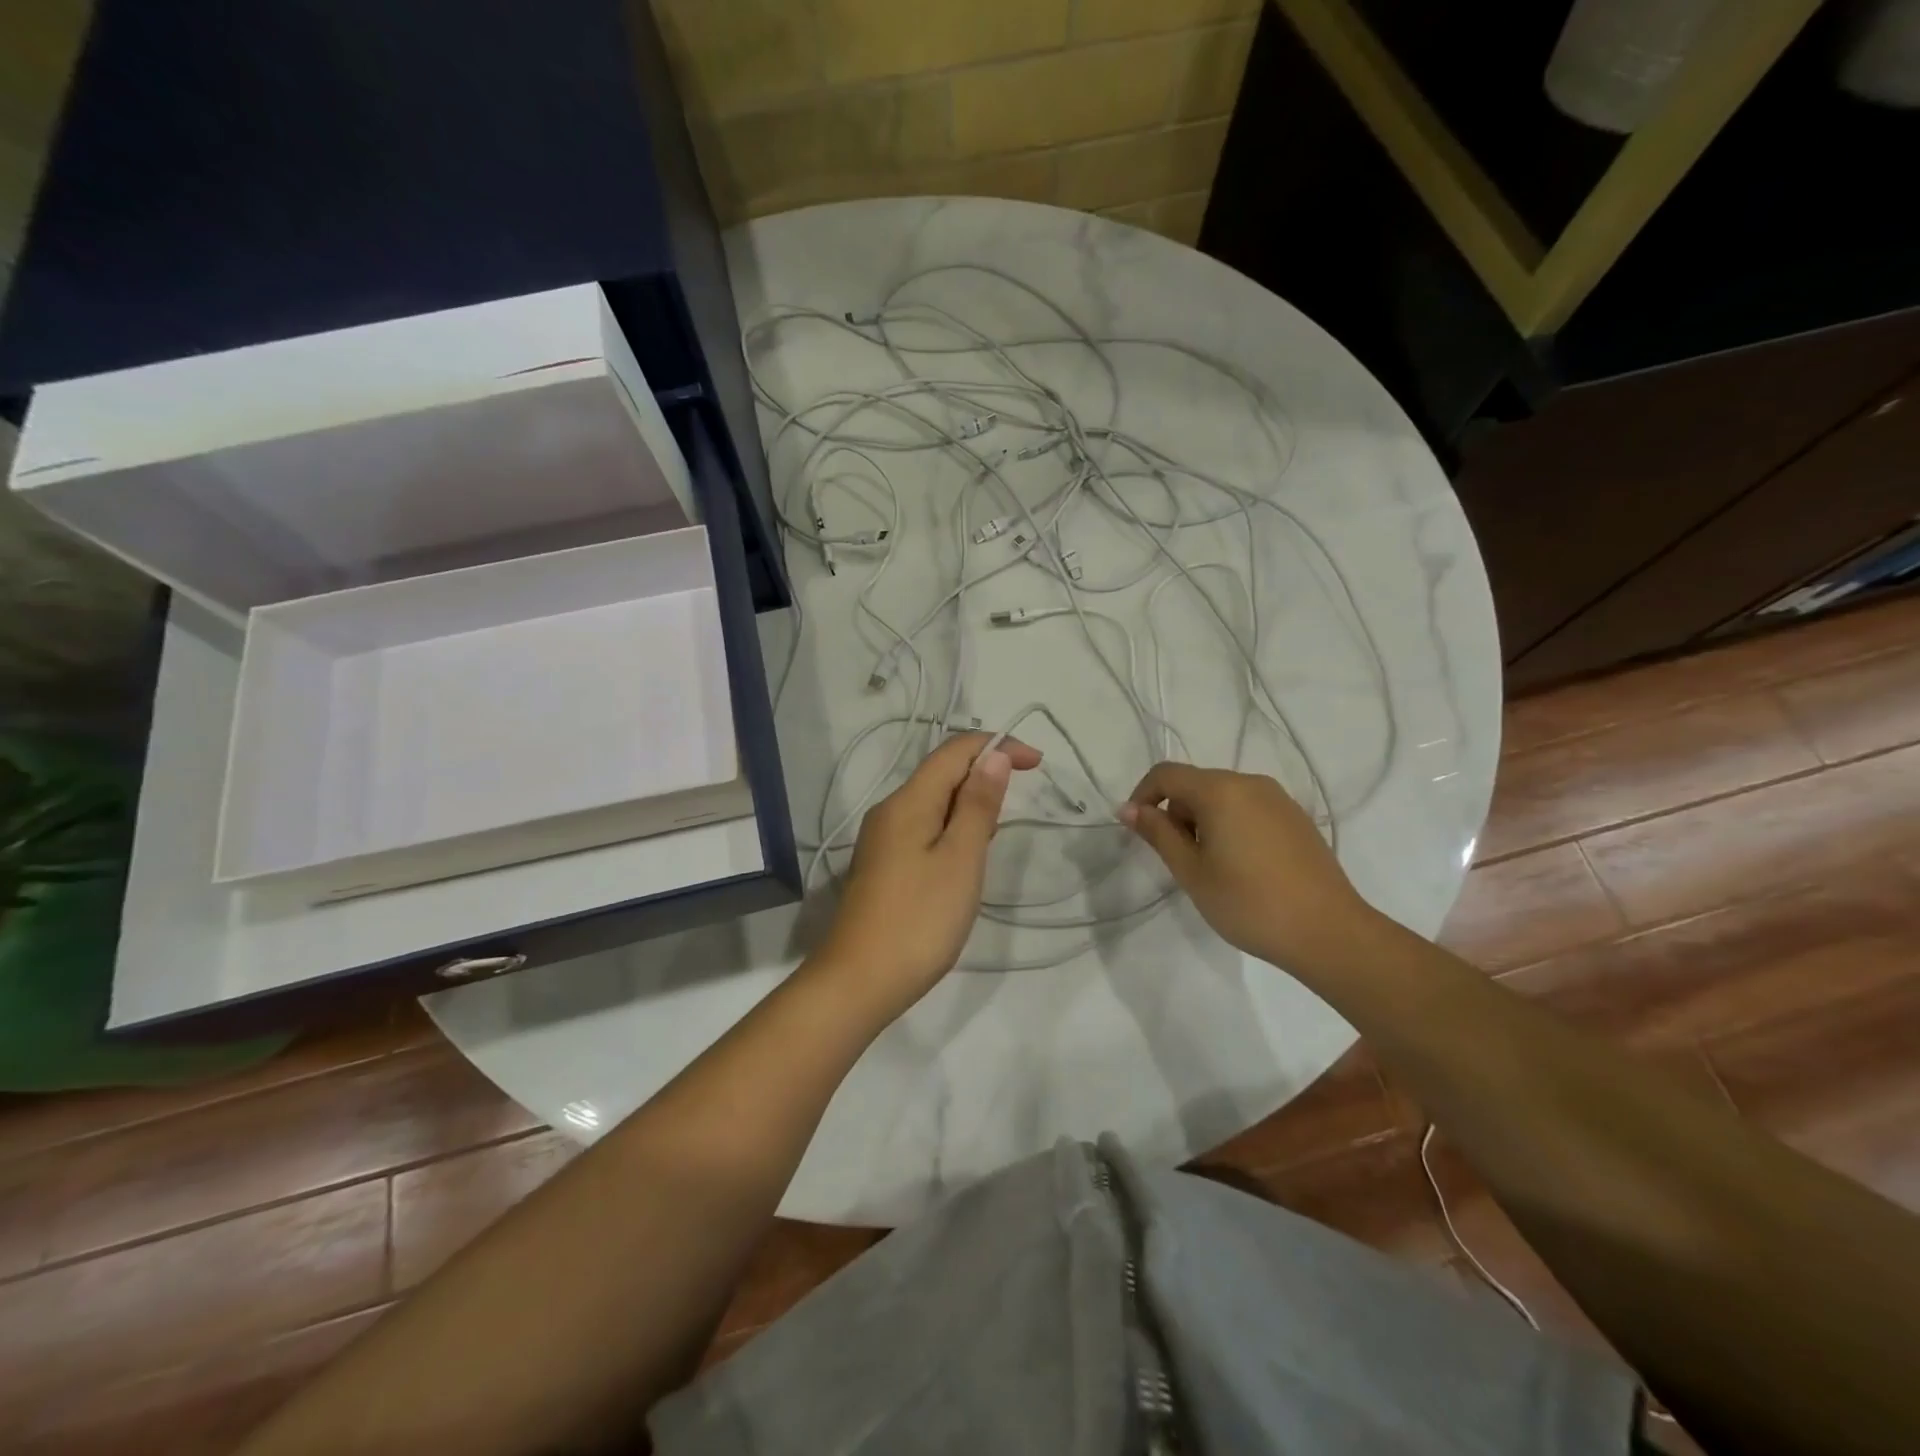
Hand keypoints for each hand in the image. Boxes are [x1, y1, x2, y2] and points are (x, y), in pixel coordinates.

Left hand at [815, 732, 1042, 1008]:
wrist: (858, 981)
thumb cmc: (919, 919)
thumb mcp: (961, 859)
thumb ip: (978, 805)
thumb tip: (993, 757)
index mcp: (908, 801)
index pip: (955, 751)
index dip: (998, 746)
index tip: (1037, 764)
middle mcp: (890, 810)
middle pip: (941, 773)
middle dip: (984, 775)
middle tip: (1019, 806)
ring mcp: (882, 839)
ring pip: (933, 802)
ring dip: (970, 804)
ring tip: (995, 836)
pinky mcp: (883, 865)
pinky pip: (923, 828)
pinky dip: (952, 828)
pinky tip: (964, 858)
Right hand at [1121, 762, 1373, 973]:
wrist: (1329, 933)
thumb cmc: (1249, 903)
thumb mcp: (1192, 871)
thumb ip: (1158, 833)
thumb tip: (1129, 808)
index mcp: (1220, 791)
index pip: (1166, 774)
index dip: (1143, 796)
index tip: (1136, 831)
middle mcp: (1250, 783)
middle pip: (1196, 784)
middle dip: (1176, 814)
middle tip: (1179, 860)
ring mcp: (1278, 799)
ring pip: (1223, 797)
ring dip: (1204, 822)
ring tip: (1212, 868)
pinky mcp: (1296, 818)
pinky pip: (1249, 808)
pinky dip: (1231, 826)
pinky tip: (1243, 867)